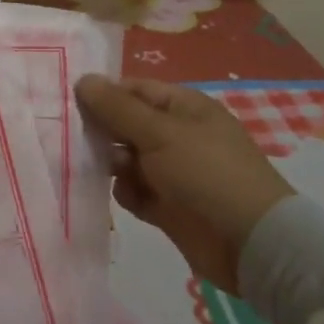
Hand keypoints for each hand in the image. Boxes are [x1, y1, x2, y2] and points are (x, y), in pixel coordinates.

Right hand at [75, 75, 294, 289]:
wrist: (252, 244)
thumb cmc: (207, 173)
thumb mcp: (159, 133)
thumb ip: (117, 108)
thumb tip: (83, 79)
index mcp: (182, 107)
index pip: (133, 90)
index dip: (103, 95)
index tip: (70, 105)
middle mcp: (176, 135)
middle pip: (126, 124)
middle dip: (102, 132)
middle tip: (76, 140)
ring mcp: (173, 171)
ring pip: (126, 159)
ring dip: (112, 164)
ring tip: (107, 172)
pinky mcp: (169, 206)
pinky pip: (135, 191)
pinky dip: (127, 193)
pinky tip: (130, 198)